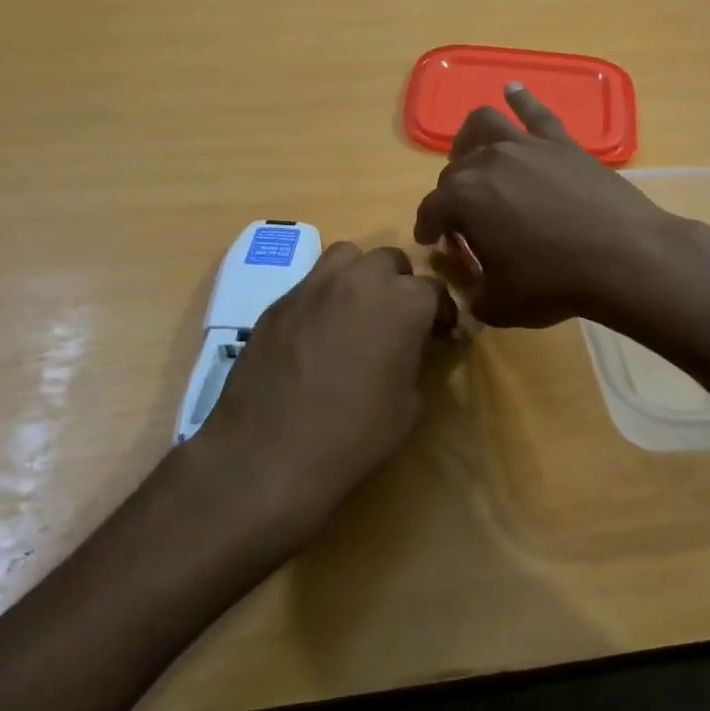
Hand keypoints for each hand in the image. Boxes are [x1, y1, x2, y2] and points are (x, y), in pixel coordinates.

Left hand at [192, 242, 449, 548]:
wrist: (268, 454)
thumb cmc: (352, 436)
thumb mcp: (408, 406)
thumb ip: (414, 360)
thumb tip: (410, 348)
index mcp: (402, 303)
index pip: (434, 289)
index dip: (441, 312)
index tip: (440, 334)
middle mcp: (360, 280)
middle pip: (391, 261)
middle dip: (401, 284)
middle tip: (398, 319)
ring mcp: (313, 286)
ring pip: (347, 256)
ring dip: (360, 275)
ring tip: (358, 309)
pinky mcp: (278, 301)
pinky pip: (310, 283)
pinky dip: (324, 296)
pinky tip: (319, 331)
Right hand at [412, 83, 684, 326]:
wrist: (623, 257)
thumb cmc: (554, 283)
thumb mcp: (499, 304)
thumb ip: (473, 295)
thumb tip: (469, 289)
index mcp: (463, 199)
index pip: (431, 209)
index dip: (427, 227)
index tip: (430, 241)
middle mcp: (486, 162)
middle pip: (455, 170)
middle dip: (450, 194)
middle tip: (462, 218)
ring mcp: (526, 145)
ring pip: (485, 124)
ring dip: (469, 137)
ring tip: (469, 150)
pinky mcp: (561, 141)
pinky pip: (535, 111)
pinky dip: (520, 98)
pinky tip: (512, 90)